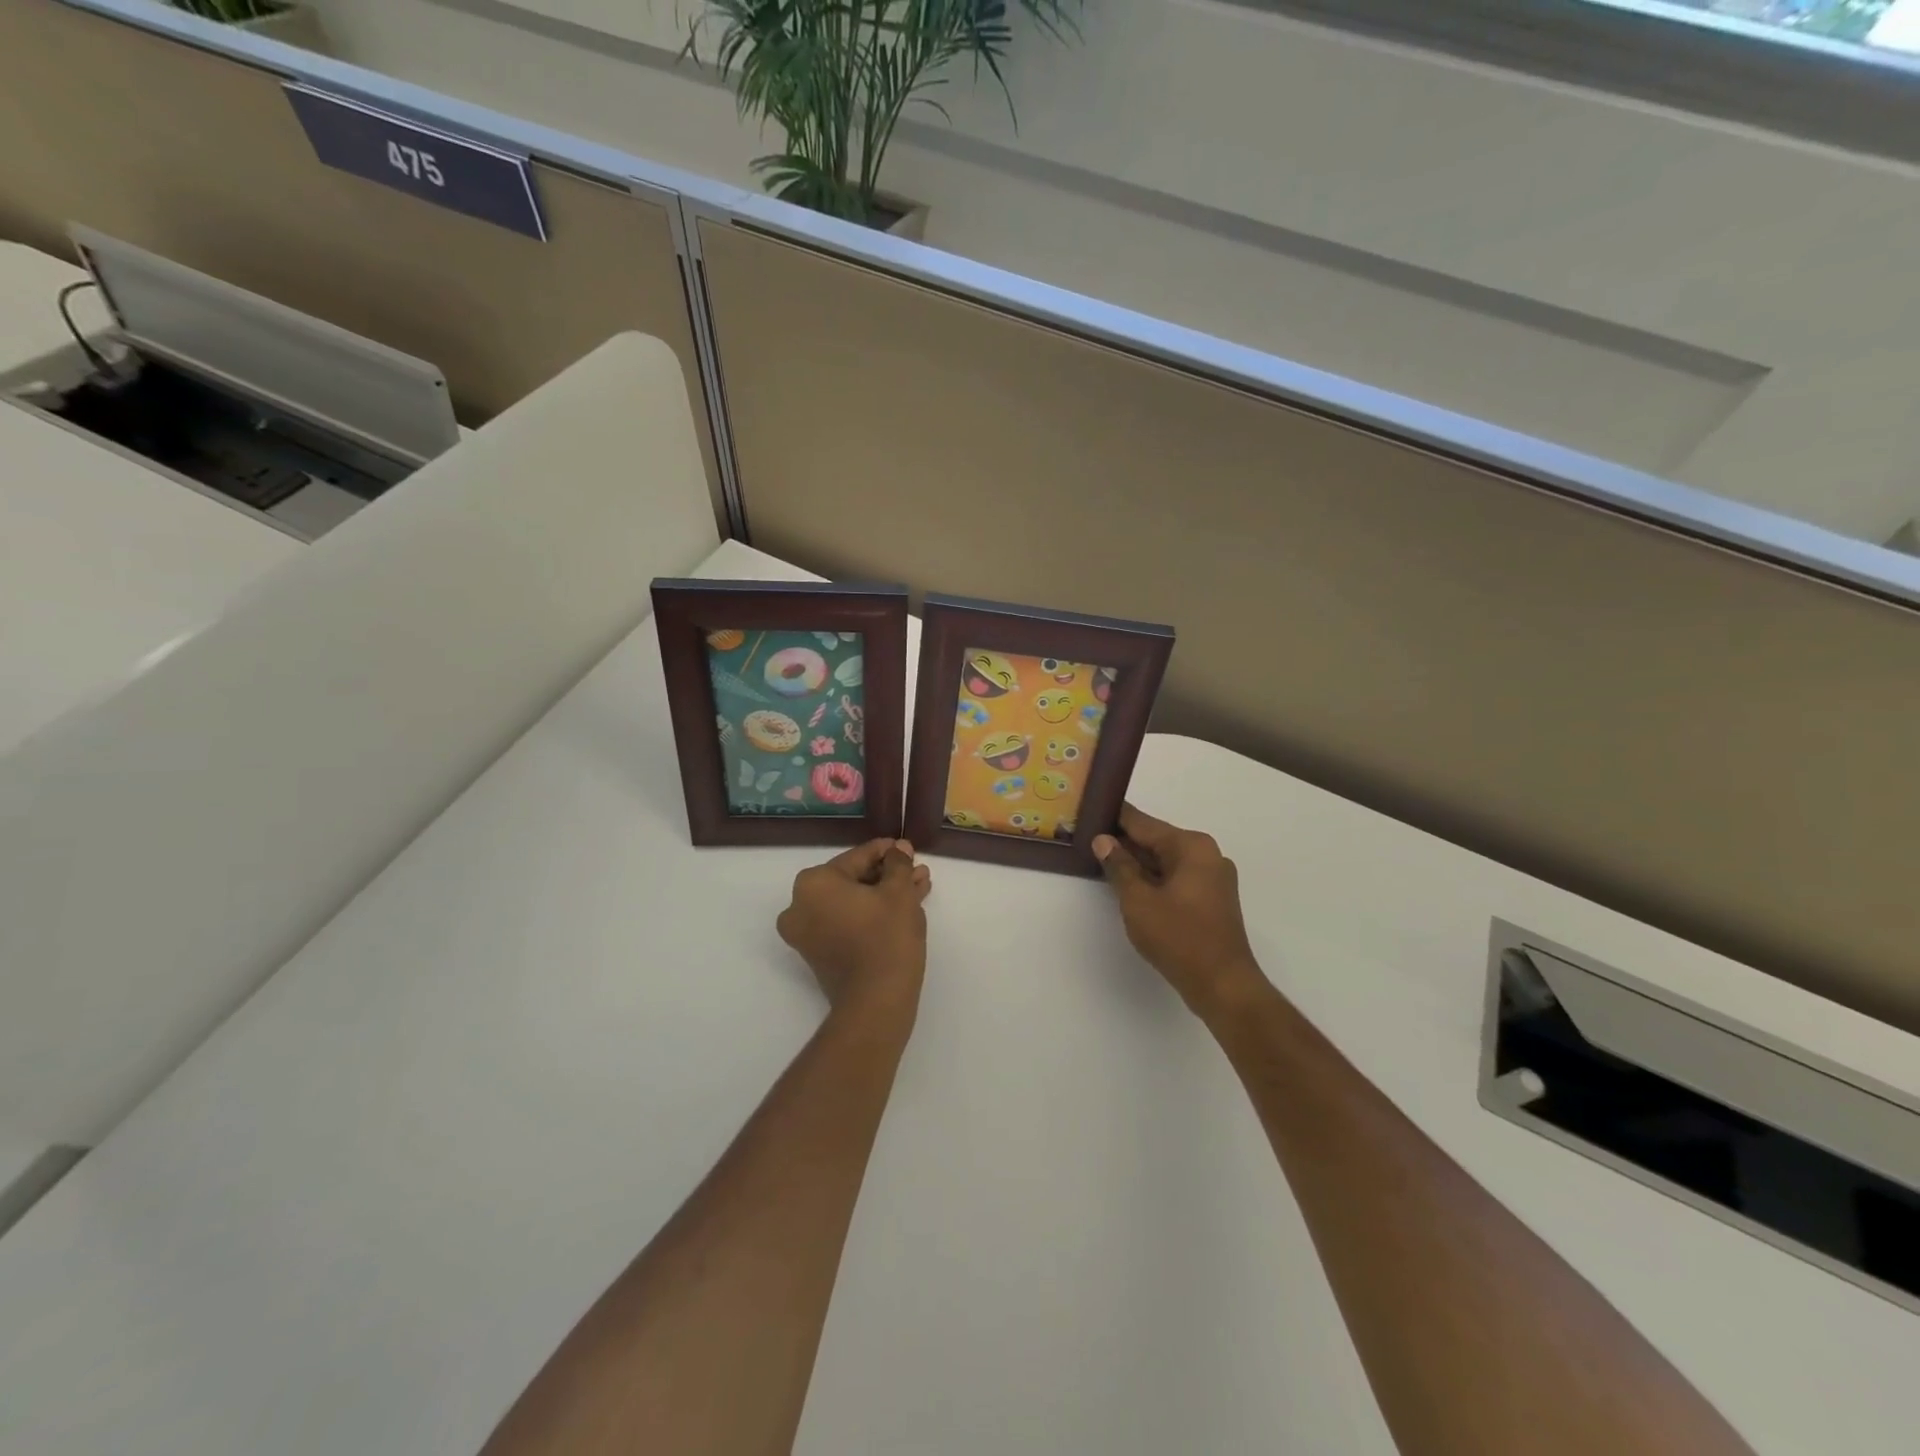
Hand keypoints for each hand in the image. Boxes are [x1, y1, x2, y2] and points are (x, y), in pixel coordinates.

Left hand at [777, 839, 931, 1029]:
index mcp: (814, 883)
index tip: (908, 850)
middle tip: (917, 872)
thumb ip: (898, 863)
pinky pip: (847, 922)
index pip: (857, 857)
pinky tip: (904, 908)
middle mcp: (800, 905)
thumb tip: (899, 850)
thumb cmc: (886, 937)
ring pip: (852, 902)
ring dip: (883, 895)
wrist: (876, 1002)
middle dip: (888, 876)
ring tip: (918, 889)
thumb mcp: (899, 891)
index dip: (888, 852)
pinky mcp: (818, 954)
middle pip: (853, 880)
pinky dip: (871, 914)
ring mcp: (806, 933)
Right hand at [1093, 805, 1268, 1021]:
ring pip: (1165, 861)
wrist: (1223, 985)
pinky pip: (1175, 878)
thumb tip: (1103, 840)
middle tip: (1088, 836)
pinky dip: (1153, 879)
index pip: (1143, 823)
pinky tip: (1127, 885)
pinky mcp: (1211, 900)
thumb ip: (1119, 866)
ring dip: (1137, 862)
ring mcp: (1212, 878)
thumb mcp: (1138, 901)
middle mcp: (1206, 855)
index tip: (1090, 808)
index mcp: (1191, 847)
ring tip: (1101, 858)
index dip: (1115, 817)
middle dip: (1124, 841)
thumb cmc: (1179, 938)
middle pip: (1156, 840)